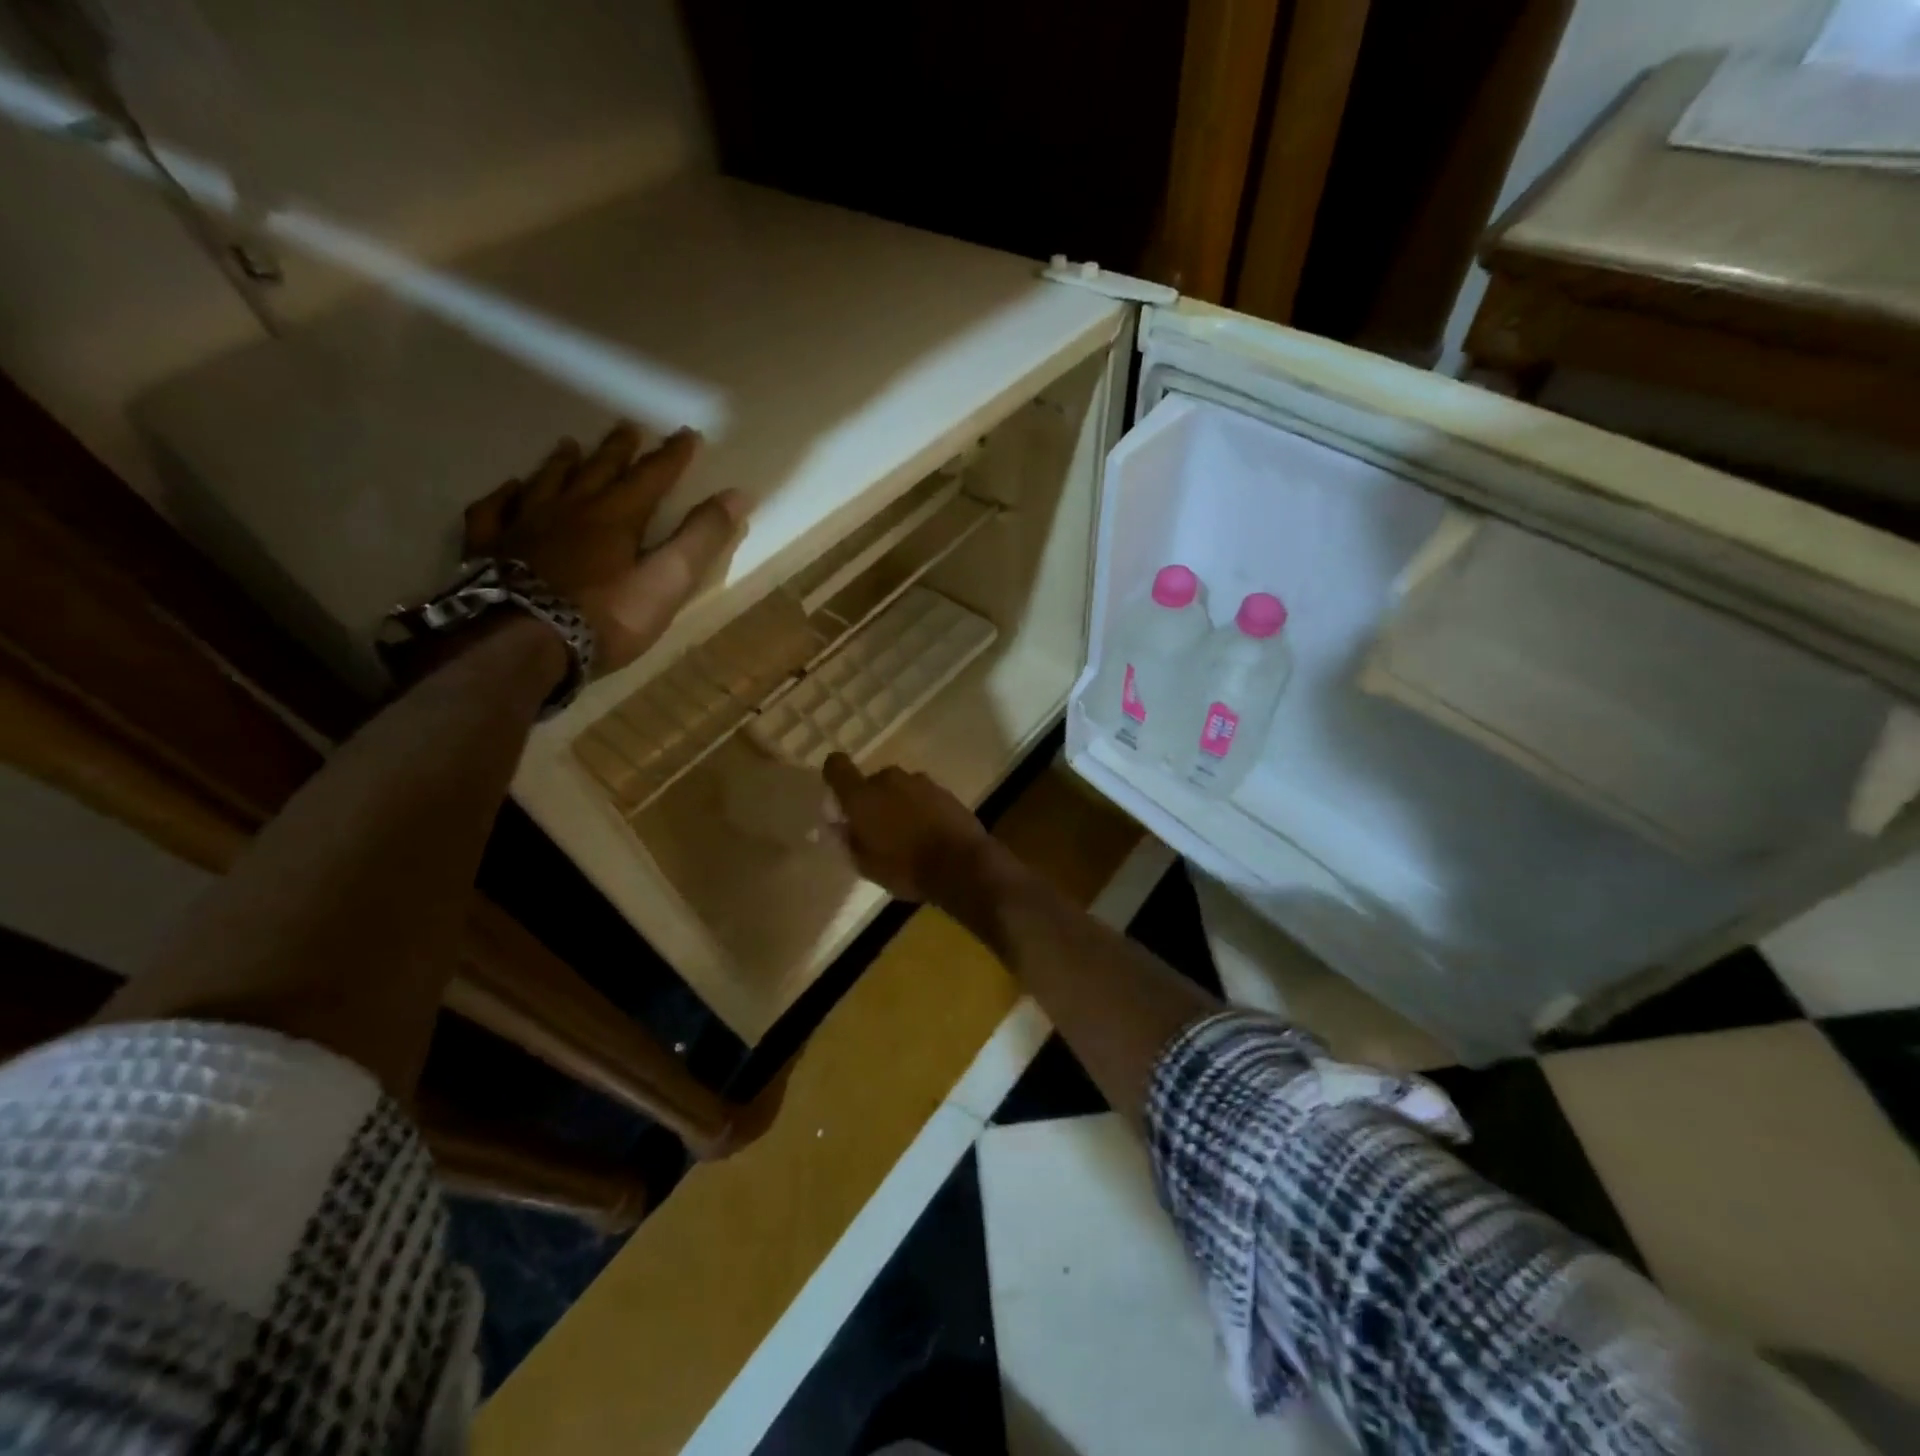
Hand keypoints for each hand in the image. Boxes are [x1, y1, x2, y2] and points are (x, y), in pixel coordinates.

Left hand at [464, 424, 746, 673]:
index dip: (672, 456)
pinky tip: (510, 490)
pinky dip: (506, 495)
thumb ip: (701, 539)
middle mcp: (570, 509)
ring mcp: (525, 525)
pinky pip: (495, 509)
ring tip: (571, 445)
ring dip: (564, 462)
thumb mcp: (667, 582)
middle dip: (618, 449)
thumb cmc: (605, 617)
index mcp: (617, 517)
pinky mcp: (490, 547)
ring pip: (547, 481)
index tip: (687, 434)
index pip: (652, 477)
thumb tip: (738, 495)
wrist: (522, 643)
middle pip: (598, 470)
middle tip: (628, 427)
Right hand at [822, 753, 995, 903]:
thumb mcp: (866, 865)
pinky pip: (921, 795)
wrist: (961, 864)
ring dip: (898, 804)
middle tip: (878, 829)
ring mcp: (919, 781)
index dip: (834, 774)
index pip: (837, 766)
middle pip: (872, 782)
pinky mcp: (943, 789)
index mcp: (862, 796)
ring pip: (899, 788)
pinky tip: (928, 832)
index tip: (838, 794)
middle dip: (872, 800)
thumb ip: (849, 840)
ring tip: (907, 834)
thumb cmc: (905, 868)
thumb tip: (841, 825)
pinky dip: (920, 808)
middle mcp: (888, 779)